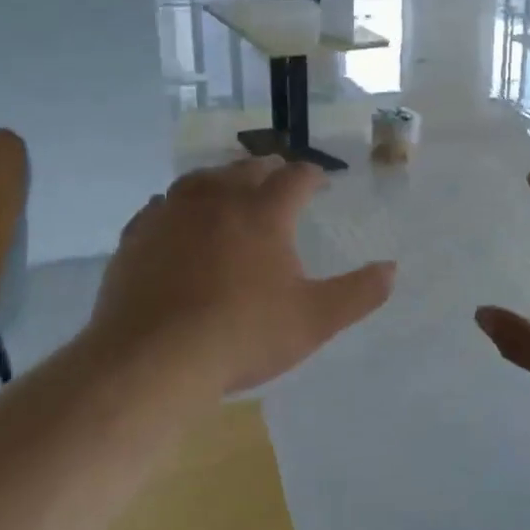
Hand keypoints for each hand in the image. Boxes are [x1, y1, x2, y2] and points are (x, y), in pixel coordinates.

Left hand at [86, 157, 394, 394]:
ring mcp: (172, 215)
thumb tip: (392, 269)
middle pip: (247, 169)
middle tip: (278, 179)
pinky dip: (177, 207)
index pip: (296, 177)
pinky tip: (177, 220)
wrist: (153, 360)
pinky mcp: (137, 237)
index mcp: (263, 213)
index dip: (313, 176)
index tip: (321, 183)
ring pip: (200, 180)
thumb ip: (358, 293)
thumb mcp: (315, 319)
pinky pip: (160, 207)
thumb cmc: (243, 335)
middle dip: (268, 170)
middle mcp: (218, 200)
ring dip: (221, 180)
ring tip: (229, 190)